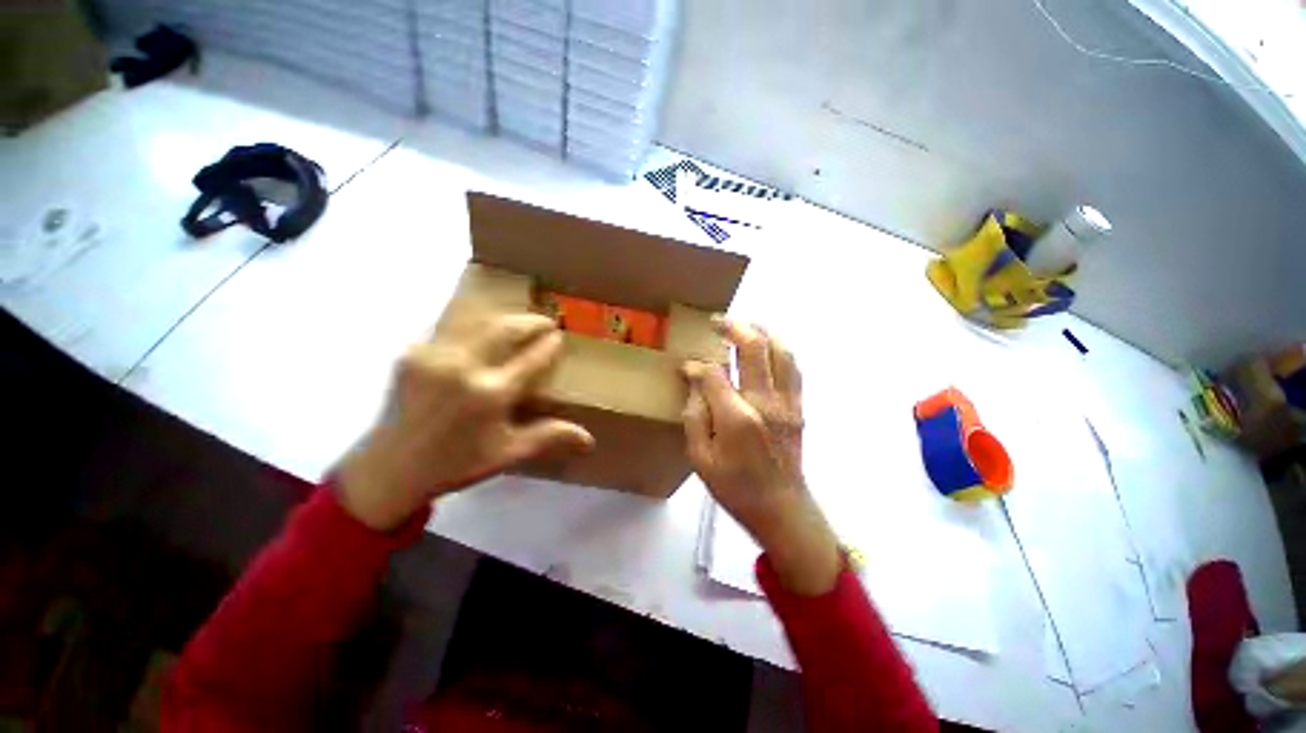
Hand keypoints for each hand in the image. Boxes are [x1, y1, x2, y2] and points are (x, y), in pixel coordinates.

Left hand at [337, 313, 593, 530]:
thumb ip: (549, 438)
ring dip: (503, 317)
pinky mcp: (413, 353)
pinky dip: (473, 323)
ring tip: (519, 321)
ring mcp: (434, 356)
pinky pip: (450, 328)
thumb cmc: (454, 464)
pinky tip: (482, 329)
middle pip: (505, 329)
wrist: (388, 468)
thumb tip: (589, 440)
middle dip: (530, 321)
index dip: (550, 346)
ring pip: (477, 321)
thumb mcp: (507, 454)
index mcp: (490, 394)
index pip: (532, 358)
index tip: (559, 338)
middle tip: (545, 321)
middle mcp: (463, 368)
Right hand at [683, 319, 841, 594]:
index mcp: (736, 418)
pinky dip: (779, 349)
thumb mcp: (700, 459)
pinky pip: (792, 367)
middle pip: (754, 347)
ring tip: (744, 326)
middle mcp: (765, 402)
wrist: (782, 508)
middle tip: (717, 323)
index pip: (714, 373)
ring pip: (780, 350)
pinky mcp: (798, 407)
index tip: (686, 367)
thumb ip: (694, 416)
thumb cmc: (735, 488)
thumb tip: (694, 382)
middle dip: (733, 327)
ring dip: (761, 332)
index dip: (697, 365)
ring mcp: (787, 402)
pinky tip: (766, 348)